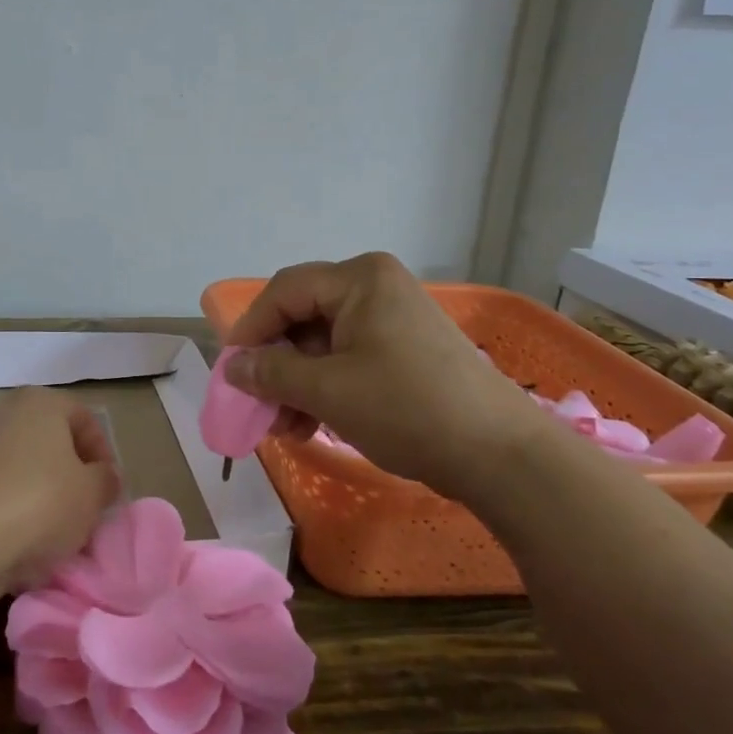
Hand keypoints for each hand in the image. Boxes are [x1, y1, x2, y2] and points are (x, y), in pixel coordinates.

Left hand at [0, 387, 119, 596]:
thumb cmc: (40, 503)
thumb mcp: (93, 493)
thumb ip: (106, 480)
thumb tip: (103, 477)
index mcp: (41, 402)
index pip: (85, 420)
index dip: (103, 455)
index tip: (108, 491)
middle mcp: (6, 412)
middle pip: (52, 443)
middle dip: (72, 477)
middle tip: (85, 512)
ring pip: (26, 469)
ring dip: (44, 496)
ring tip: (55, 533)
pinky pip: (0, 490)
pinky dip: (15, 510)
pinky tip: (23, 541)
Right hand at [224, 253, 538, 494]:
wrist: (501, 454)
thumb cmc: (407, 408)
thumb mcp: (328, 391)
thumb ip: (272, 373)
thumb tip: (233, 367)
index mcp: (359, 279)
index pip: (284, 292)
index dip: (250, 330)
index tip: (231, 372)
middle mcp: (375, 287)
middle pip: (303, 317)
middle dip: (275, 364)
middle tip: (256, 405)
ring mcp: (393, 318)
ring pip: (323, 342)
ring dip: (296, 383)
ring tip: (283, 427)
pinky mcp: (405, 349)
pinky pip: (348, 358)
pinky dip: (325, 387)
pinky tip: (310, 425)